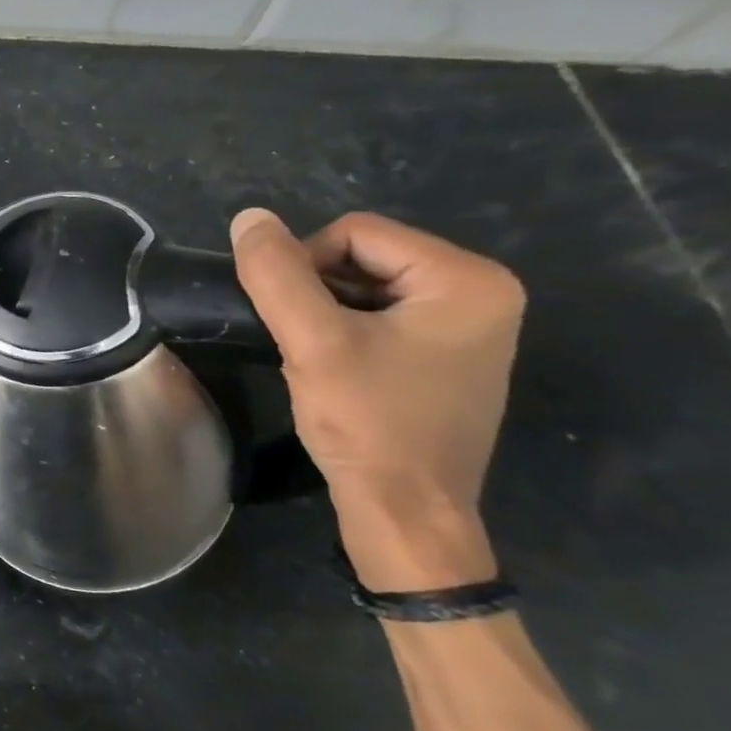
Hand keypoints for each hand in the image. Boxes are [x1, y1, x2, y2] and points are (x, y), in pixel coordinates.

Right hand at [229, 209, 524, 590]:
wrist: (406, 514)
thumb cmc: (368, 424)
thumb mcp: (313, 343)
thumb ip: (278, 275)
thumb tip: (248, 217)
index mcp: (467, 279)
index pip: (356, 232)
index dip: (303, 264)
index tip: (287, 319)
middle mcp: (482, 293)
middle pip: (365, 256)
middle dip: (317, 291)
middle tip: (299, 341)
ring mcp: (469, 328)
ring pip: (368, 287)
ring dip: (326, 313)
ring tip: (313, 358)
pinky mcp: (448, 357)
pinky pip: (383, 317)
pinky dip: (345, 332)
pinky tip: (333, 370)